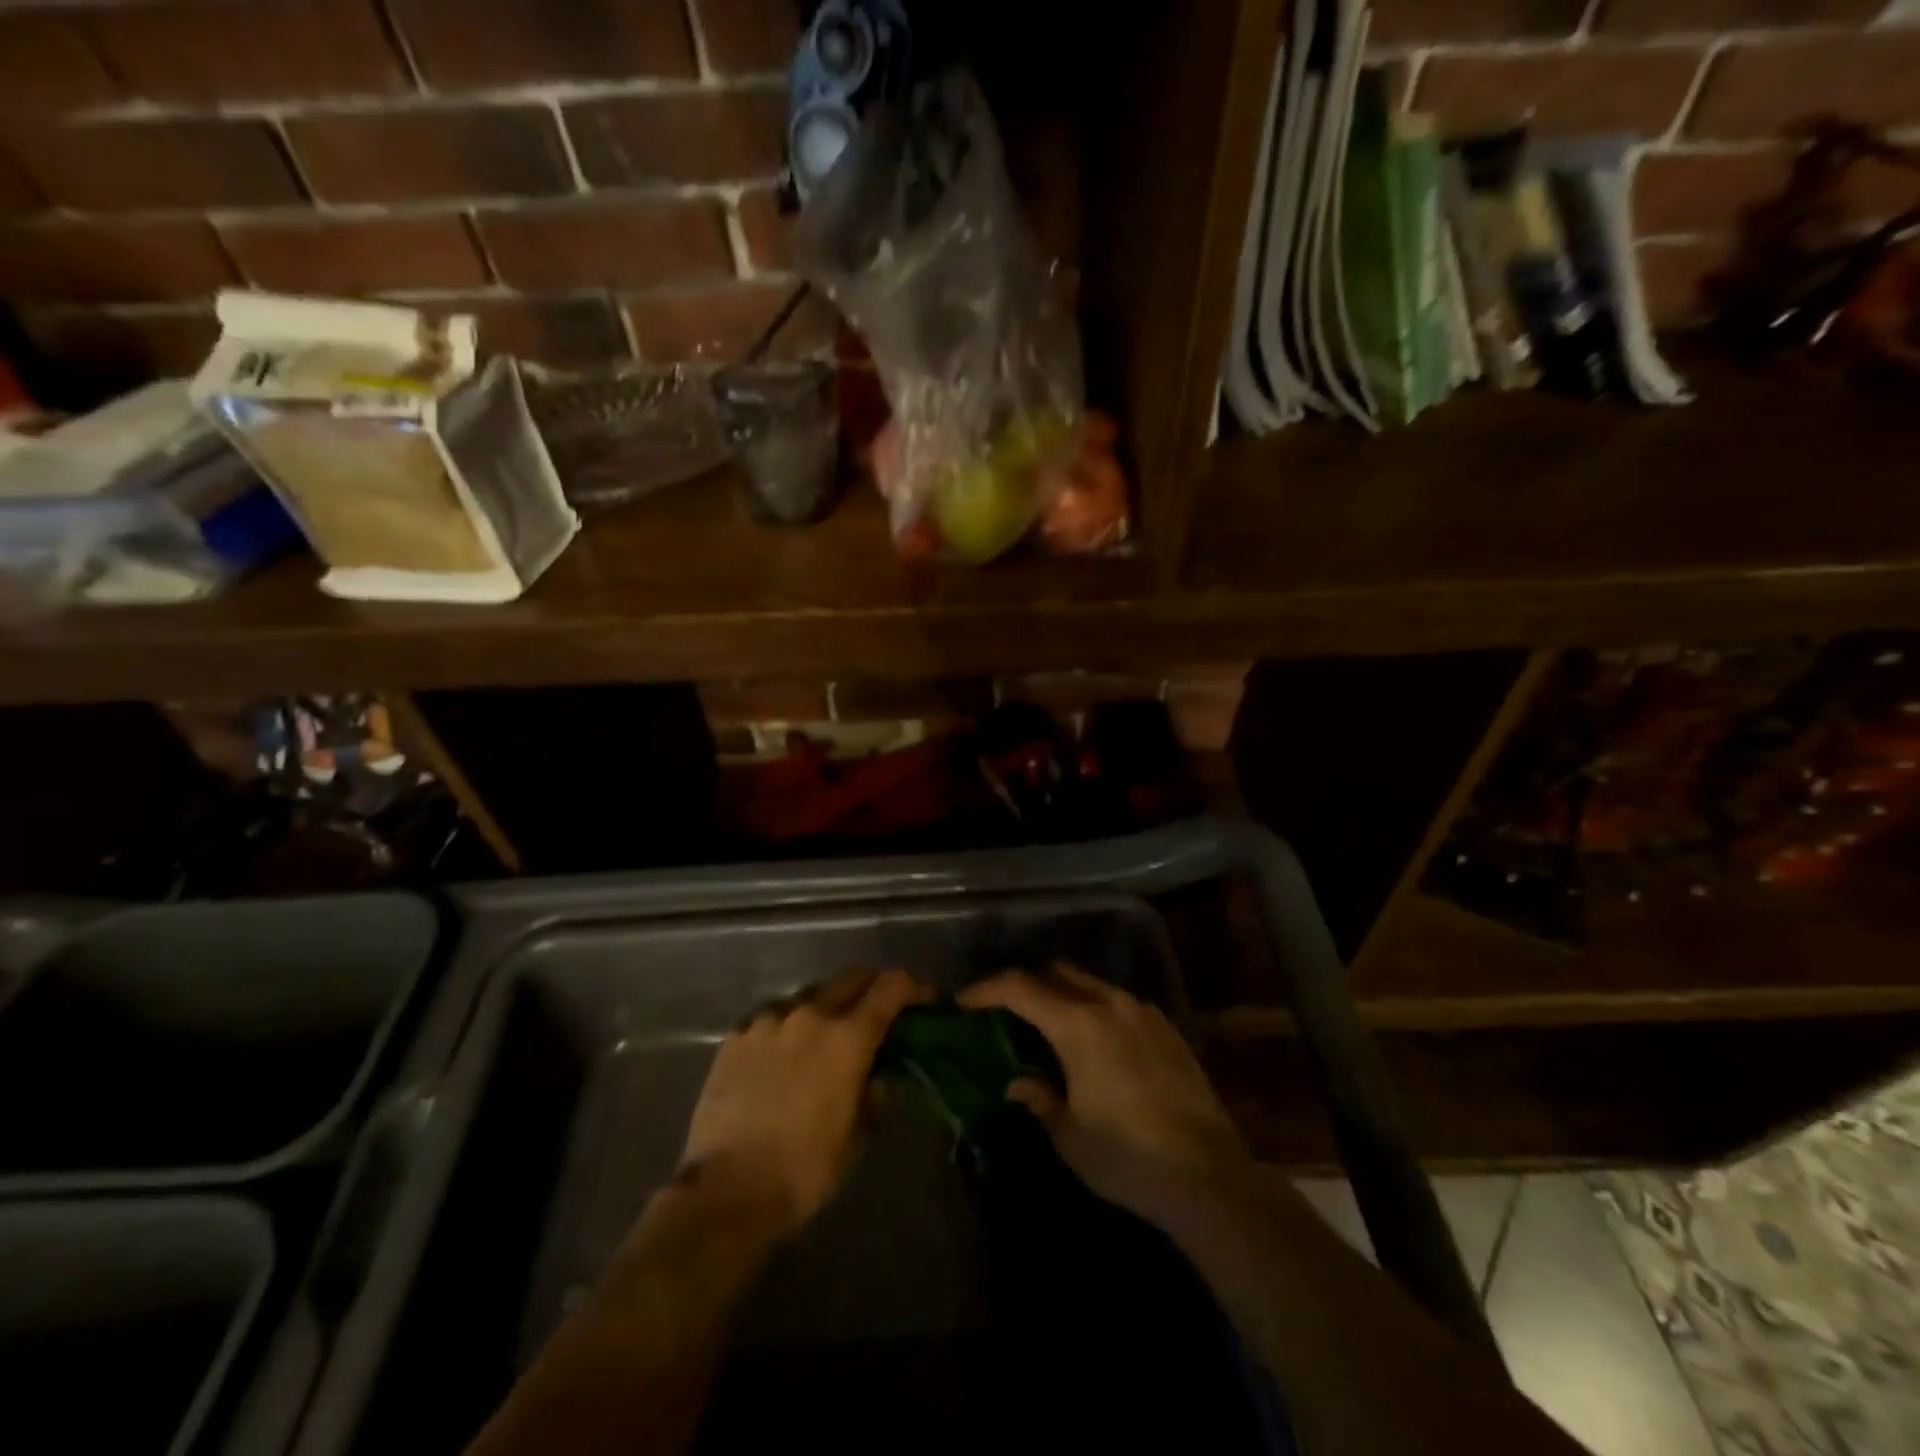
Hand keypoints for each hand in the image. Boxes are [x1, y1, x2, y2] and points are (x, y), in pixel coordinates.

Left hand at [677, 968, 928, 1236]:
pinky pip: (773, 1016)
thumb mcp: (857, 1135)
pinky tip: (784, 1055)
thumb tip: (879, 1074)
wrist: (726, 1191)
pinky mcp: (737, 1035)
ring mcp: (769, 1019)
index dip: (915, 987)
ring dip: (828, 1008)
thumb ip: (874, 1093)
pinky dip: (789, 1027)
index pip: (892, 986)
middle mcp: (810, 1013)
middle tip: (881, 1013)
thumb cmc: (805, 1169)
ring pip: (811, 995)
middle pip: (853, 977)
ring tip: (825, 1038)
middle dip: (874, 988)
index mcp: (848, 1036)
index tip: (926, 999)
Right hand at [959, 965, 1249, 1222]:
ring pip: (1090, 984)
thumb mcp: (1069, 1135)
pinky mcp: (1166, 1029)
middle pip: (1057, 973)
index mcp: (1079, 1025)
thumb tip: (1018, 1082)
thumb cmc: (1128, 1157)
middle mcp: (1110, 1004)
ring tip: (1047, 1025)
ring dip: (1062, 994)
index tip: (963, 1001)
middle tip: (1004, 1010)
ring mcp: (1143, 1013)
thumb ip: (1038, 1098)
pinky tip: (1093, 1043)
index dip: (986, 989)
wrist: (1209, 1176)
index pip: (1020, 988)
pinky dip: (1094, 1008)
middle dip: (1026, 983)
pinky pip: (1118, 1003)